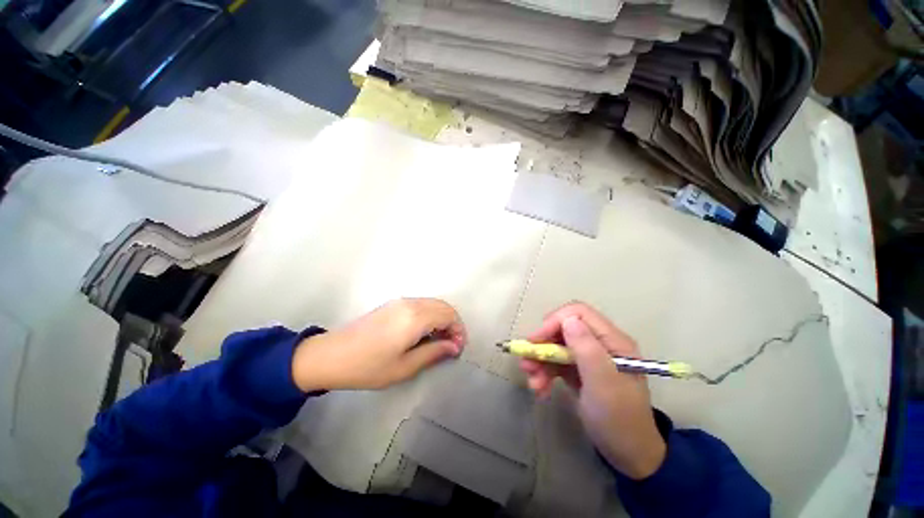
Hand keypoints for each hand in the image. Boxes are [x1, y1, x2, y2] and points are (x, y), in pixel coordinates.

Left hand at [292, 298, 466, 391]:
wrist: (330, 356)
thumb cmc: (368, 366)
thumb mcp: (404, 367)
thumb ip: (433, 353)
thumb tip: (455, 347)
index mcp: (415, 318)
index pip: (449, 315)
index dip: (458, 330)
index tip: (458, 349)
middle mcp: (411, 303)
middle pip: (443, 306)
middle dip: (453, 324)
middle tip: (451, 346)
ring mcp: (401, 301)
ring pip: (433, 303)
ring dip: (442, 319)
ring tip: (439, 341)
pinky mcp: (393, 304)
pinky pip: (421, 304)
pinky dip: (430, 315)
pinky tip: (424, 332)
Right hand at [519, 302, 665, 479]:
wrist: (628, 454)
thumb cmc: (619, 419)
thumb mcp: (604, 384)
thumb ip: (587, 349)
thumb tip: (567, 319)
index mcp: (612, 341)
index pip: (578, 313)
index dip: (554, 322)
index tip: (536, 341)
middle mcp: (600, 344)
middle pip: (563, 329)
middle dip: (542, 345)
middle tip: (527, 363)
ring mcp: (589, 357)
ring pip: (556, 346)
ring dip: (540, 361)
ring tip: (532, 382)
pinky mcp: (579, 369)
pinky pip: (556, 362)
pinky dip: (545, 372)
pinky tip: (540, 389)